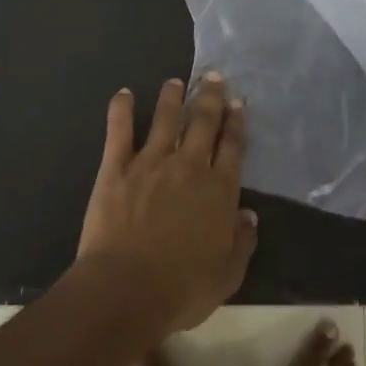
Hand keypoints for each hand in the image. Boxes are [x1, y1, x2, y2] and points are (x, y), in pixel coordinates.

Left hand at [78, 76, 257, 332]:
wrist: (125, 289)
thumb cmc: (181, 289)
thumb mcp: (227, 275)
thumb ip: (242, 242)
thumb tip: (249, 215)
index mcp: (218, 191)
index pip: (232, 147)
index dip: (236, 123)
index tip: (238, 102)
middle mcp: (188, 167)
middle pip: (203, 123)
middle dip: (210, 97)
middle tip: (213, 76)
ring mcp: (150, 163)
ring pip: (165, 119)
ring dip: (172, 97)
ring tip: (176, 81)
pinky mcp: (116, 168)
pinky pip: (119, 131)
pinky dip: (122, 110)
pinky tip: (124, 93)